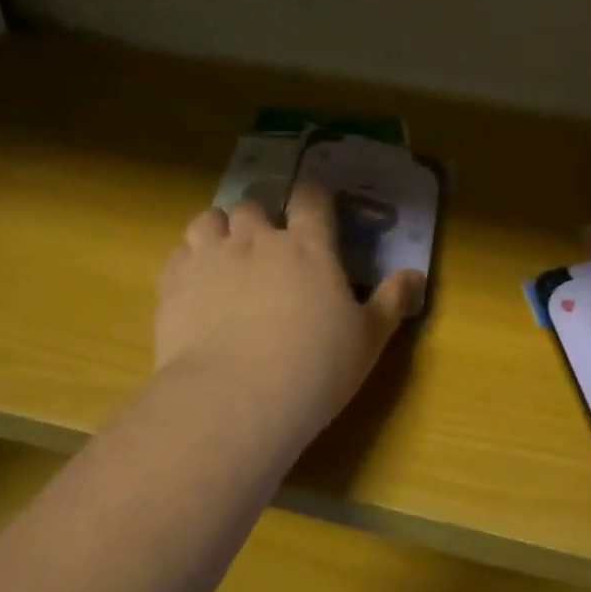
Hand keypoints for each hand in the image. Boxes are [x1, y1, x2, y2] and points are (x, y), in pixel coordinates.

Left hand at [155, 178, 424, 450]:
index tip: (313, 200)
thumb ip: (392, 301)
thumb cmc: (315, 367)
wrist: (236, 398)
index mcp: (309, 247)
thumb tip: (416, 275)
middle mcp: (257, 240)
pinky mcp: (174, 283)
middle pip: (253, 206)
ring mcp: (211, 257)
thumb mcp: (368, 338)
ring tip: (225, 253)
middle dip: (260, 219)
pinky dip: (188, 260)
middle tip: (266, 246)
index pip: (311, 198)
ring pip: (209, 219)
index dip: (312, 194)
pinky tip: (196, 284)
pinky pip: (179, 253)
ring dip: (219, 229)